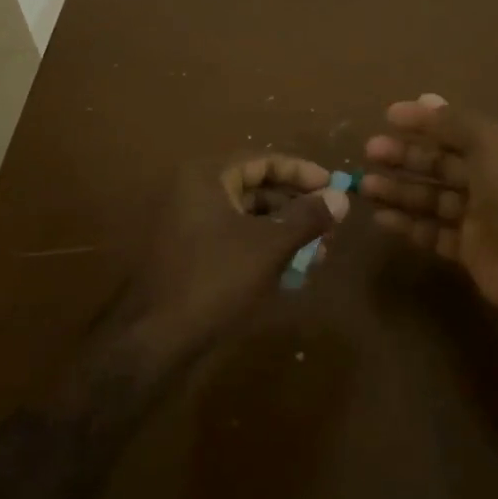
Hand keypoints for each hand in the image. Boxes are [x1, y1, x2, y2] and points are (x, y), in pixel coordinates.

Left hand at [126, 154, 347, 357]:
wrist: (155, 338)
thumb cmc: (215, 279)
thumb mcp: (269, 246)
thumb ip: (307, 218)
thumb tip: (342, 197)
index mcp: (208, 177)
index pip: (264, 160)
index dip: (302, 173)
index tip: (334, 187)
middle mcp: (195, 192)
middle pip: (257, 188)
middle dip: (297, 207)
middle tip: (331, 225)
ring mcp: (189, 224)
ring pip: (249, 218)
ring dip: (285, 232)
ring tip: (319, 253)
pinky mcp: (191, 254)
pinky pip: (235, 240)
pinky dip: (264, 249)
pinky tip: (293, 271)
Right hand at [363, 94, 497, 314]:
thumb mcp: (491, 143)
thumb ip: (455, 123)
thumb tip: (424, 98)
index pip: (456, 128)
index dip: (423, 121)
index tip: (388, 116)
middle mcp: (491, 179)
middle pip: (441, 162)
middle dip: (406, 155)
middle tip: (370, 150)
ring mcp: (481, 217)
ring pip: (432, 198)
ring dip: (400, 189)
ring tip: (365, 184)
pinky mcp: (471, 250)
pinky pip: (434, 233)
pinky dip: (408, 225)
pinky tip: (381, 217)